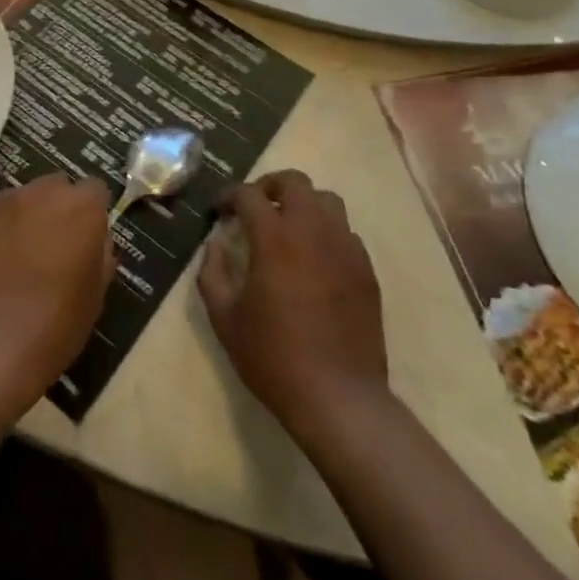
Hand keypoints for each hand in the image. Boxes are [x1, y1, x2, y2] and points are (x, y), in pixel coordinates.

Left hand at [0, 174, 113, 404]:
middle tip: (54, 244)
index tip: (87, 237)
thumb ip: (100, 253)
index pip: (94, 190)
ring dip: (27, 215)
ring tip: (19, 253)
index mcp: (82, 207)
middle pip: (57, 187)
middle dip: (58, 208)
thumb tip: (95, 240)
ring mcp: (6, 200)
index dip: (92, 212)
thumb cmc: (58, 322)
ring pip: (24, 197)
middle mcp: (44, 192)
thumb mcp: (96, 292)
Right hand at [198, 171, 388, 443]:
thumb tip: (216, 244)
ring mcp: (345, 248)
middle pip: (295, 181)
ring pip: (327, 201)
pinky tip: (314, 260)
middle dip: (269, 186)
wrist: (338, 398)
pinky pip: (345, 232)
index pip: (249, 194)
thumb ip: (212, 272)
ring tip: (287, 228)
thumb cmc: (273, 357)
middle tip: (255, 208)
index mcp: (274, 238)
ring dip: (302, 204)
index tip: (219, 212)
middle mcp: (312, 231)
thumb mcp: (224, 318)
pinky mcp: (365, 270)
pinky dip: (326, 232)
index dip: (229, 196)